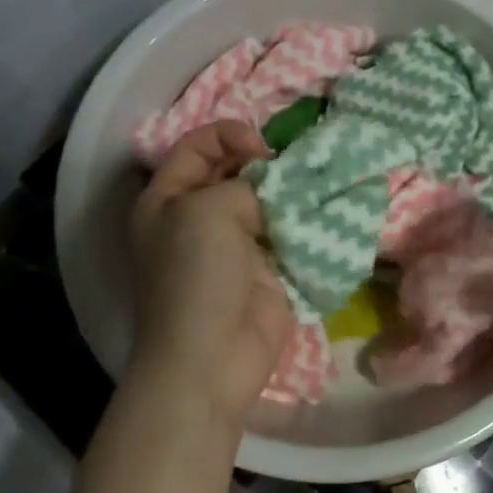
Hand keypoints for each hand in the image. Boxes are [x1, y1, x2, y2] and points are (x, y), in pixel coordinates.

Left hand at [128, 122, 294, 427]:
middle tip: (294, 165)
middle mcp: (197, 217)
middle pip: (234, 171)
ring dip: (290, 192)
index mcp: (167, 199)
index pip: (197, 146)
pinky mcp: (266, 270)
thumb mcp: (208, 210)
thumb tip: (273, 192)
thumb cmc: (197, 275)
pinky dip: (305, 222)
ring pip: (266, 202)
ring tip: (317, 181)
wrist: (213, 356)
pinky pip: (288, 233)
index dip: (228, 135)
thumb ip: (244, 185)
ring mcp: (234, 245)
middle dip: (265, 163)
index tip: (263, 148)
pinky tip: (325, 210)